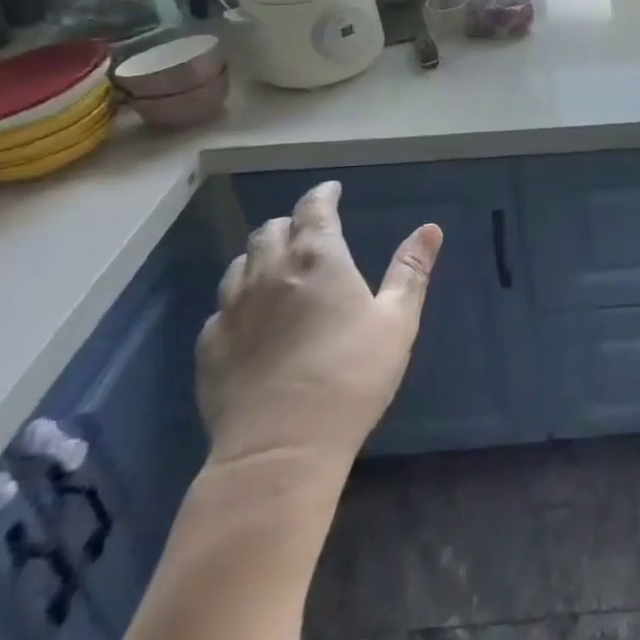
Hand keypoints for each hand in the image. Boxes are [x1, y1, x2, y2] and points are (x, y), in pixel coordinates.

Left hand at [197, 181, 440, 471]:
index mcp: (318, 258)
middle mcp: (269, 272)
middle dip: (290, 223)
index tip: (332, 190)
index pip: (313, 209)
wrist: (280, 449)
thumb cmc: (351, 376)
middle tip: (308, 230)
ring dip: (260, 255)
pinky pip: (221, 307)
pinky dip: (239, 299)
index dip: (323, 195)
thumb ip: (410, 271)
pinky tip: (251, 317)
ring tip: (277, 266)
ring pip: (239, 264)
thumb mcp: (397, 320)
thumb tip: (429, 228)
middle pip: (270, 230)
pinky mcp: (210, 347)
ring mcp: (233, 310)